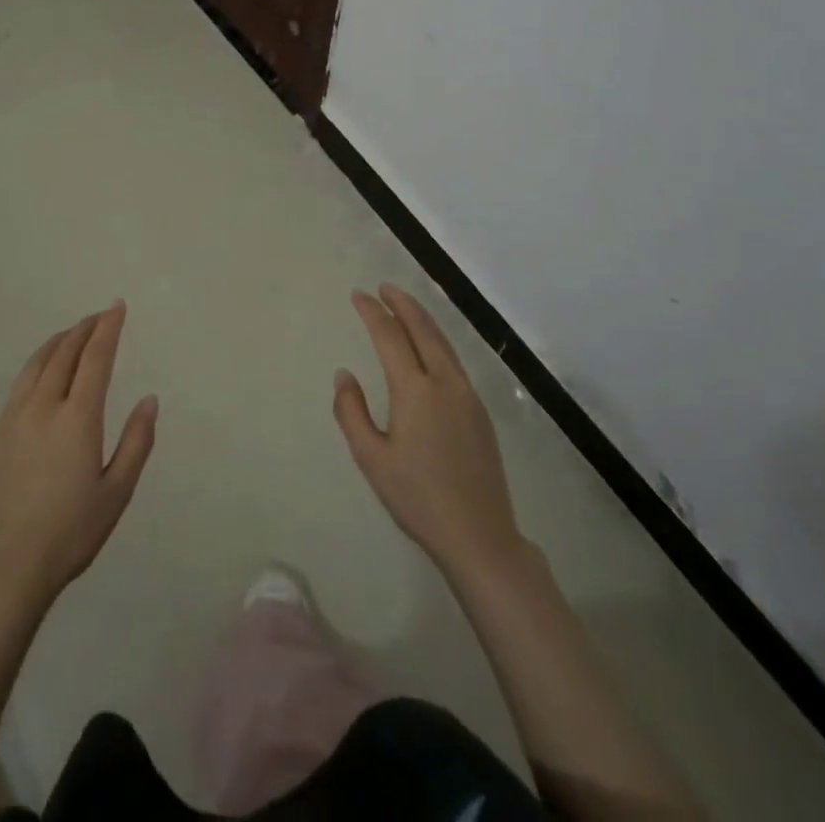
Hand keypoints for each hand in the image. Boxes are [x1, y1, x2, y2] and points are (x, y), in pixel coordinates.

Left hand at [0, 302, 157, 614]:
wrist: (5, 568)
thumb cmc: (70, 533)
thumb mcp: (117, 492)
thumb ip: (137, 442)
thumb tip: (149, 400)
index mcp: (78, 417)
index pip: (95, 357)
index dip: (108, 327)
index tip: (117, 306)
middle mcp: (43, 406)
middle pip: (64, 352)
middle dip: (85, 328)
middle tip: (100, 315)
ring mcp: (14, 417)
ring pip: (37, 362)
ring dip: (59, 340)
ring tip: (73, 333)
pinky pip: (20, 382)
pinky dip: (38, 362)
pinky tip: (43, 370)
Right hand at [335, 285, 522, 578]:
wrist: (479, 535)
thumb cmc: (417, 498)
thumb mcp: (371, 458)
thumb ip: (351, 412)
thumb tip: (345, 375)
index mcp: (415, 391)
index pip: (390, 336)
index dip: (372, 312)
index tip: (358, 295)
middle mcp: (445, 383)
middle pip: (423, 329)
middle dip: (402, 304)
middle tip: (384, 288)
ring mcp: (467, 395)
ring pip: (443, 343)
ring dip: (422, 319)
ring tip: (404, 307)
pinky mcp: (480, 411)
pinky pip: (454, 361)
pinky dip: (437, 341)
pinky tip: (429, 347)